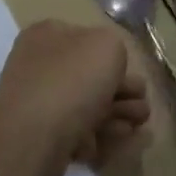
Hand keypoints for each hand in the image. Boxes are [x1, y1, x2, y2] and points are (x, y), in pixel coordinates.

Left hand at [0, 20, 150, 175]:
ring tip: (139, 126)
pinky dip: (99, 135)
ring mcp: (37, 102)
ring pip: (87, 104)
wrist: (32, 138)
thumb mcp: (107, 45)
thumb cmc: (72, 81)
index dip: (115, 57)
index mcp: (47, 35)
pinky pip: (77, 131)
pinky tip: (119, 140)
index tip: (134, 74)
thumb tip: (108, 68)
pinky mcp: (40, 137)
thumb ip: (115, 48)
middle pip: (91, 75)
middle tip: (143, 108)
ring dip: (118, 114)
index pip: (88, 39)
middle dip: (123, 91)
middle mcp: (39, 64)